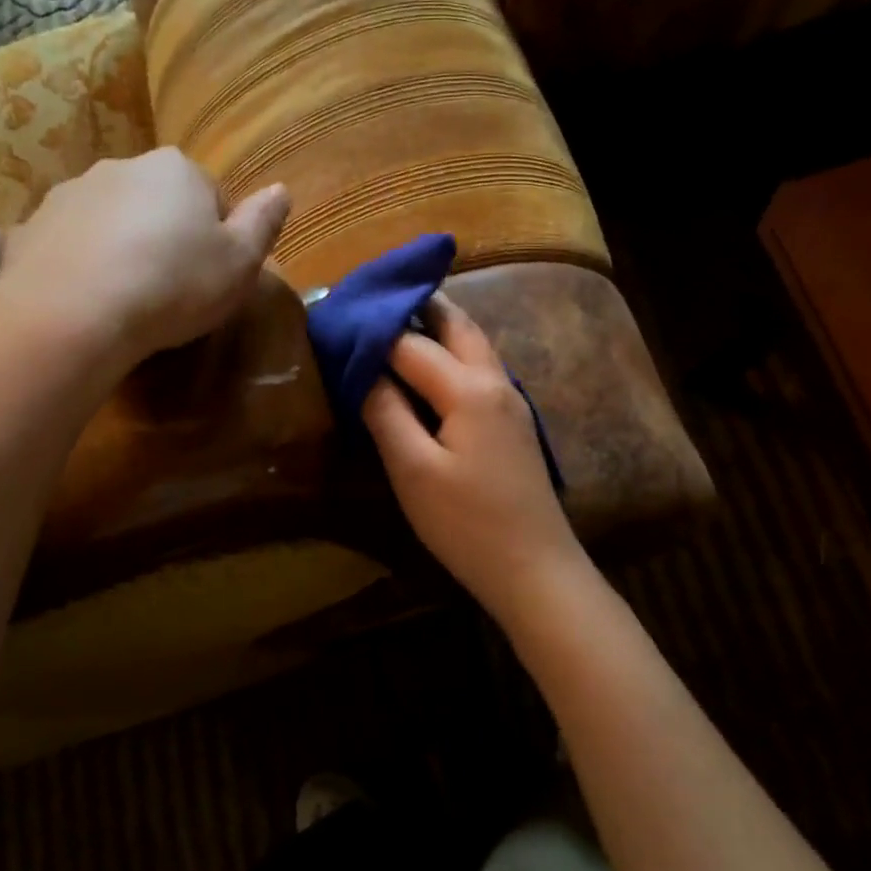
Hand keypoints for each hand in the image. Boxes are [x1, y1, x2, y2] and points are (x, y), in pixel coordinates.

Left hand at [0, 149, 287, 370]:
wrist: (71, 316)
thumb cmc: (172, 285)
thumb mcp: (240, 263)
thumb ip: (263, 223)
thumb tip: (282, 190)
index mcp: (176, 169)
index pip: (212, 196)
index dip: (218, 238)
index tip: (212, 276)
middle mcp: (122, 167)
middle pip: (159, 203)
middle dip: (168, 236)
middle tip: (173, 289)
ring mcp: (69, 194)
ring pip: (112, 220)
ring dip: (124, 247)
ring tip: (128, 298)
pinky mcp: (29, 227)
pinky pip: (72, 244)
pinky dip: (83, 264)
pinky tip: (90, 302)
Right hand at [362, 292, 586, 618]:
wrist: (536, 570)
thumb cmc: (467, 524)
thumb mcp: (413, 471)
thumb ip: (385, 412)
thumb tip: (361, 368)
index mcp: (469, 388)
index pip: (410, 343)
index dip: (371, 330)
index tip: (335, 318)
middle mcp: (495, 380)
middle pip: (454, 324)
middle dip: (415, 304)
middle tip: (373, 299)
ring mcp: (510, 399)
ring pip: (472, 342)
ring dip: (437, 324)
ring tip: (395, 321)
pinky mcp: (513, 420)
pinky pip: (479, 367)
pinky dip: (451, 351)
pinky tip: (429, 369)